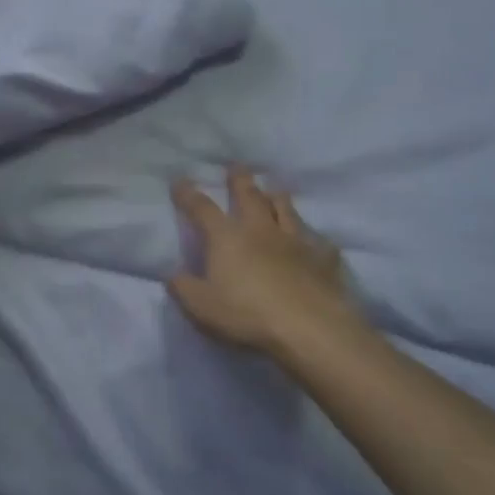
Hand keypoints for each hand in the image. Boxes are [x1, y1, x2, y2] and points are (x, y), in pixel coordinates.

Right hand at [169, 167, 357, 357]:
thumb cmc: (248, 315)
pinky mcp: (322, 259)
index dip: (188, 194)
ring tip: (275, 190)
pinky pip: (319, 243)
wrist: (309, 327)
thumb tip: (172, 274)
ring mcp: (294, 241)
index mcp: (227, 237)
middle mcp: (260, 229)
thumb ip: (184, 288)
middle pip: (249, 196)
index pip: (202, 208)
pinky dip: (314, 239)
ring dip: (277, 197)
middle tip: (237, 166)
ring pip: (285, 209)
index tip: (180, 181)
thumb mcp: (202, 307)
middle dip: (240, 179)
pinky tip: (317, 241)